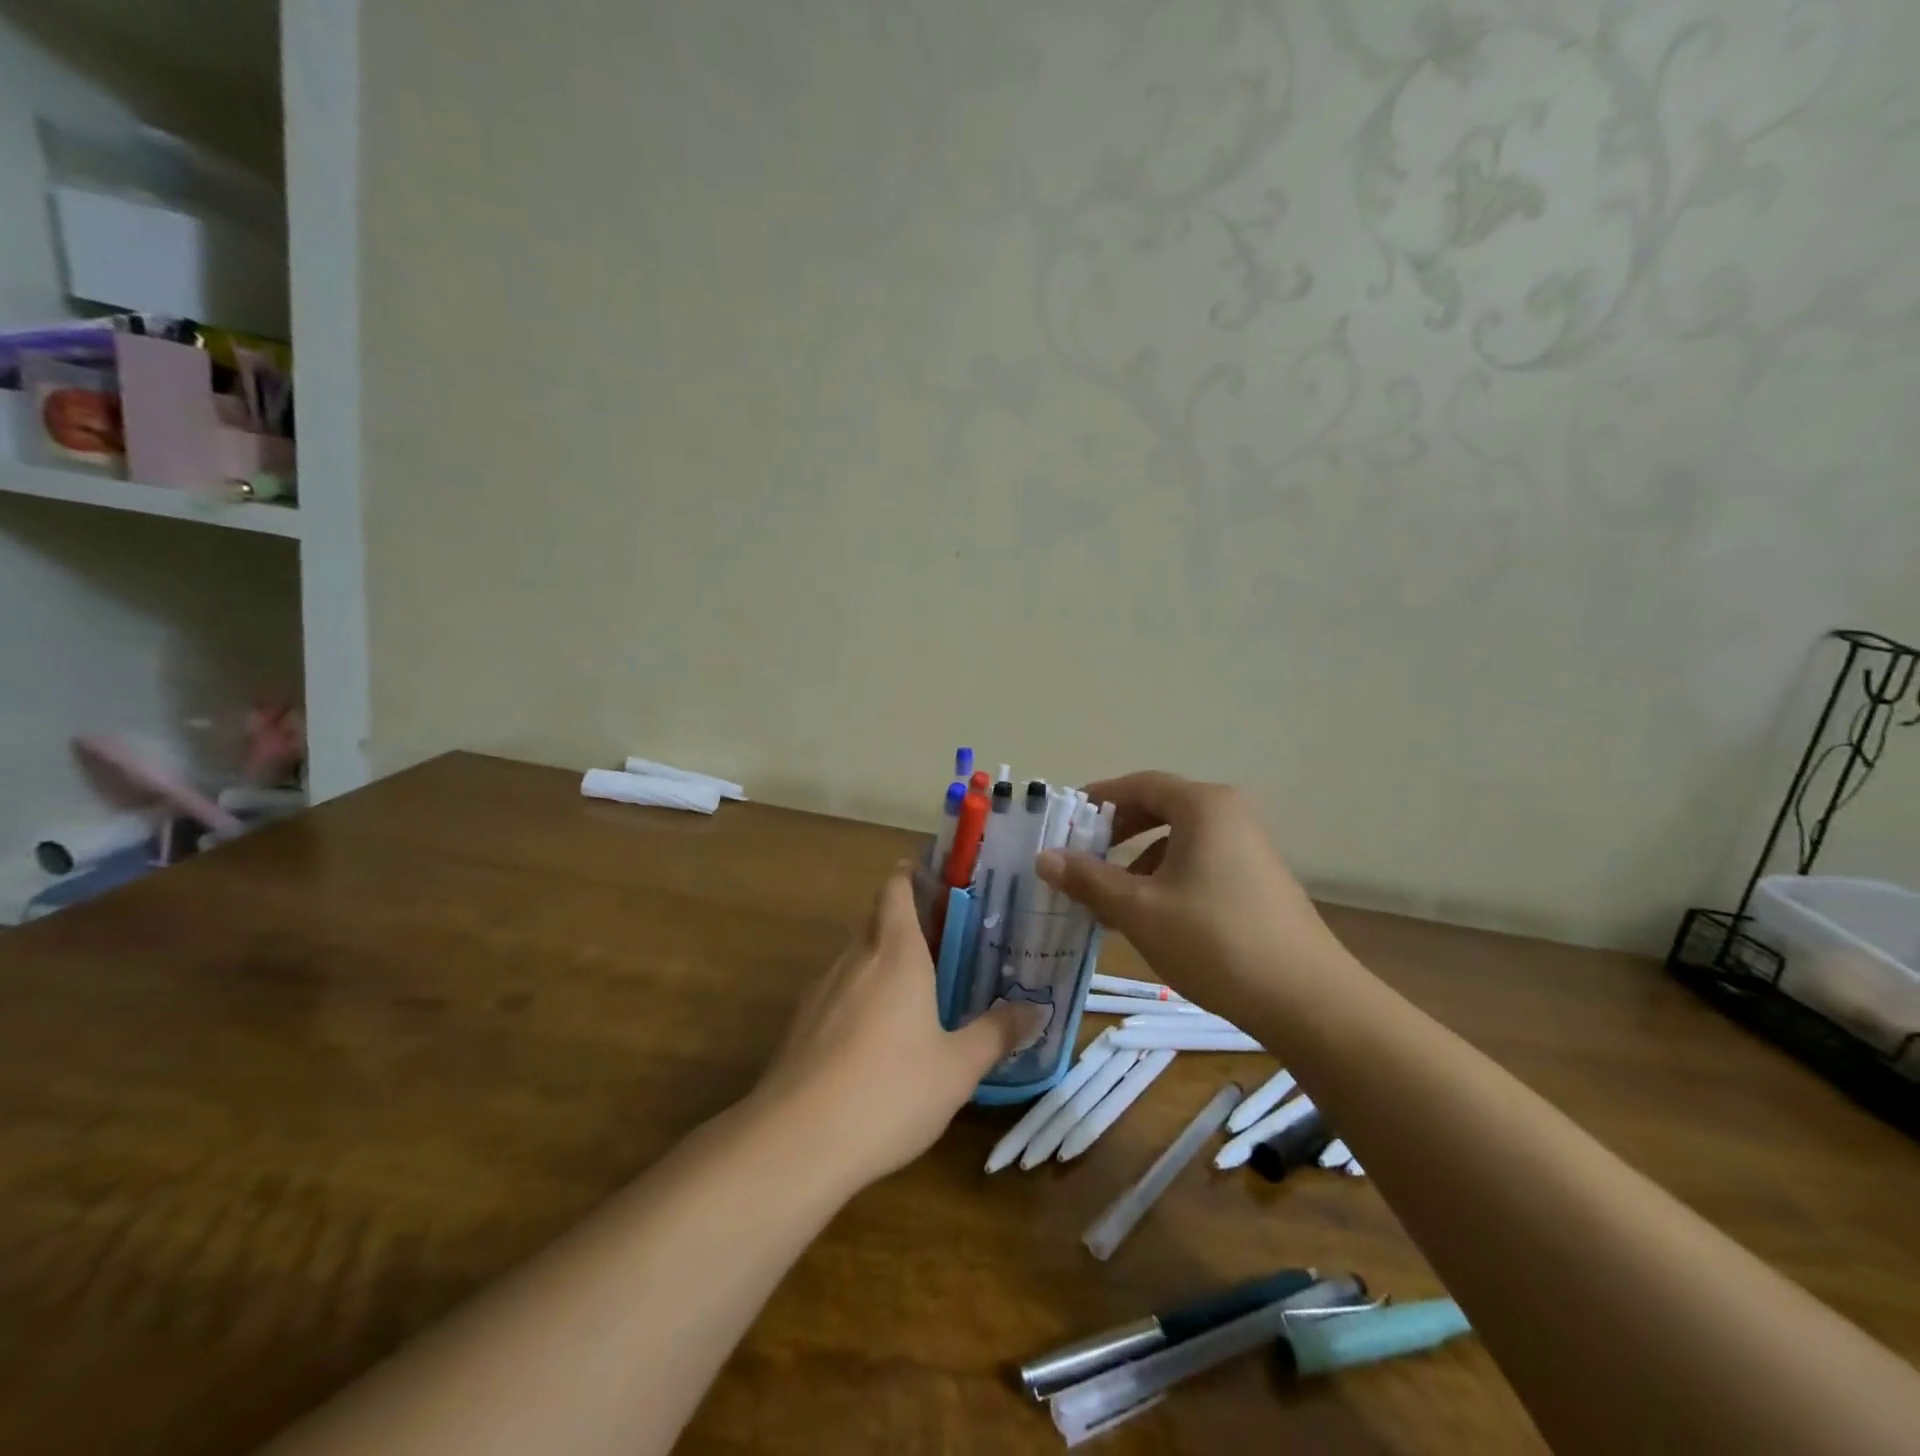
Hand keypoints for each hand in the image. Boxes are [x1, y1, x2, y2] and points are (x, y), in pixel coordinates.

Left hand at [752, 863, 1043, 1189]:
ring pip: (854, 957)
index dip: (911, 875)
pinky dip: (858, 996)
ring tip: (913, 987)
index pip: (896, 890)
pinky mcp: (799, 1026)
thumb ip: (996, 1033)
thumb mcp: (958, 1067)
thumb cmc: (890, 1090)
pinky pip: (836, 993)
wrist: (797, 1141)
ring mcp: (820, 991)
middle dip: (902, 920)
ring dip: (880, 960)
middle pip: (875, 919)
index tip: (934, 878)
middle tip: (942, 939)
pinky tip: (874, 1036)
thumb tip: (1034, 1010)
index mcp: (895, 953)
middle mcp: (855, 959)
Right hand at [1035, 771, 1342, 1012]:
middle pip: (1160, 808)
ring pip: (1179, 841)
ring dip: (1138, 863)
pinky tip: (1150, 918)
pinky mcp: (1259, 880)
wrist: (1307, 1000)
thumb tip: (1044, 857)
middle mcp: (1230, 815)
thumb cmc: (1214, 941)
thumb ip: (1088, 879)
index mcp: (1204, 806)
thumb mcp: (1139, 909)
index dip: (1098, 800)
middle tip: (1081, 858)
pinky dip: (1167, 879)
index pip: (1139, 785)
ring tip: (1108, 899)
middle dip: (1116, 833)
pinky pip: (1200, 863)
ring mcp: (1250, 847)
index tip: (1065, 821)